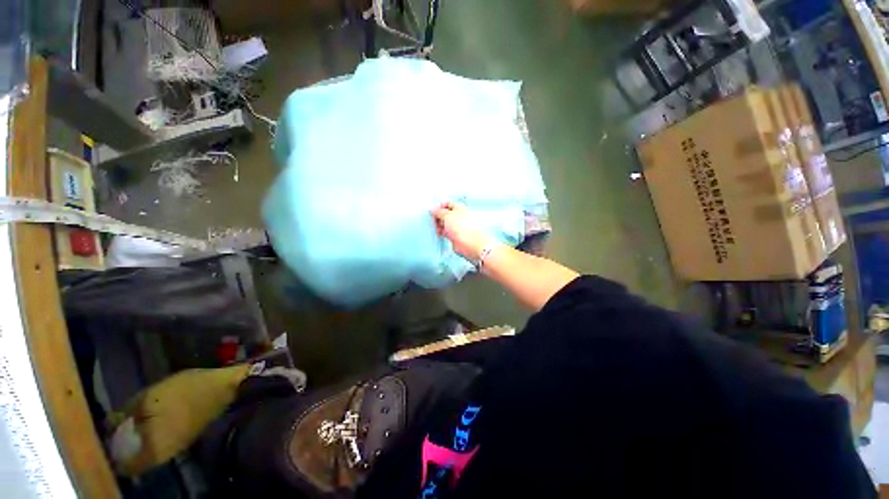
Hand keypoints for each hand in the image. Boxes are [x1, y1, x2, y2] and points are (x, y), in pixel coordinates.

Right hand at [432, 203, 496, 260]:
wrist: (470, 244)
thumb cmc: (462, 227)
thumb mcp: (447, 215)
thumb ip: (439, 212)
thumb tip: (433, 210)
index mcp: (460, 208)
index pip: (448, 204)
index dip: (440, 206)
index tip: (433, 211)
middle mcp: (459, 217)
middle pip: (446, 214)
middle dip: (438, 217)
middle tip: (432, 220)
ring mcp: (457, 227)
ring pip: (445, 223)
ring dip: (439, 225)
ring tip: (435, 228)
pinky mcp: (455, 236)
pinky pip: (446, 232)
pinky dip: (441, 232)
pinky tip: (439, 233)